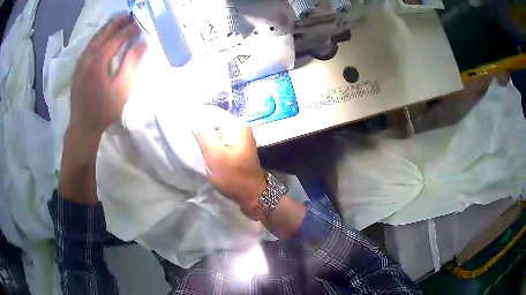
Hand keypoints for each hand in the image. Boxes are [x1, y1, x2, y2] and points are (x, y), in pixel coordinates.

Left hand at [69, 13, 146, 136]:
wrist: (82, 126)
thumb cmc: (103, 110)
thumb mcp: (121, 89)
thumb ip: (130, 63)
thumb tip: (141, 43)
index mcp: (98, 61)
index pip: (116, 38)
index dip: (130, 29)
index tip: (140, 22)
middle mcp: (87, 57)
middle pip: (104, 33)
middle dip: (118, 22)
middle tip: (130, 14)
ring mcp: (80, 62)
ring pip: (94, 38)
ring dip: (107, 27)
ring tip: (119, 20)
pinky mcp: (77, 68)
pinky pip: (89, 46)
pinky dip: (98, 37)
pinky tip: (103, 36)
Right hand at [192, 107, 266, 209]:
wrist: (251, 194)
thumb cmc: (233, 176)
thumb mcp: (215, 155)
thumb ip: (203, 134)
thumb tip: (193, 117)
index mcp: (236, 124)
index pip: (210, 113)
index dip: (195, 120)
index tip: (183, 130)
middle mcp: (240, 126)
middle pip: (213, 121)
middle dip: (200, 130)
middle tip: (189, 141)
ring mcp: (239, 136)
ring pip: (215, 131)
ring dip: (205, 138)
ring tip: (195, 146)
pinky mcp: (237, 145)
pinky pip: (220, 139)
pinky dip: (211, 144)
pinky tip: (205, 151)